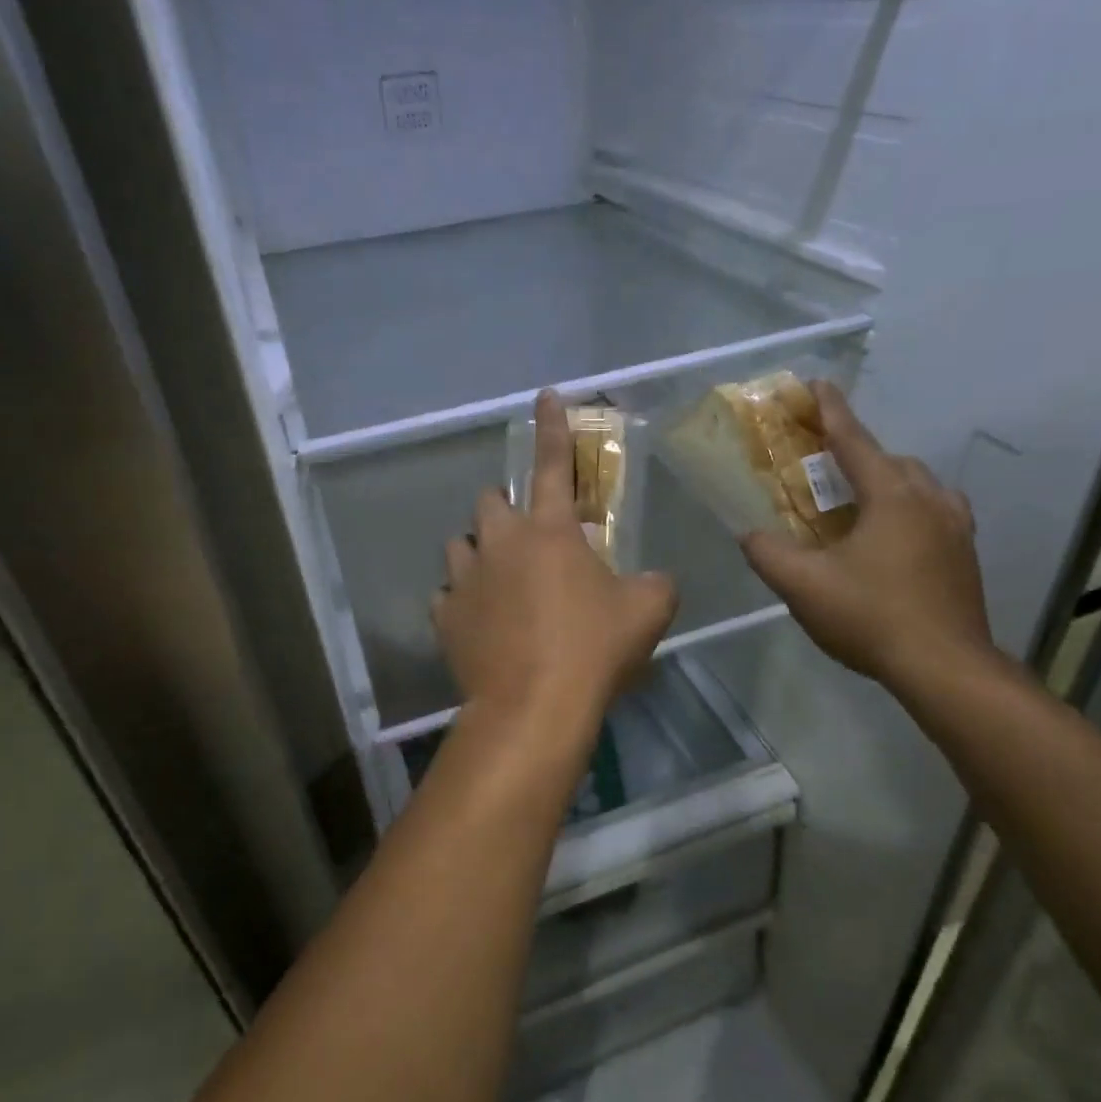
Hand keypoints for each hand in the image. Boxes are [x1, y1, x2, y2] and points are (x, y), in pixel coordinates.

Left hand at [433, 391, 677, 727]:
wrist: (534, 706)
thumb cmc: (593, 649)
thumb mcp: (648, 611)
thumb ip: (655, 584)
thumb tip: (654, 581)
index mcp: (549, 531)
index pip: (552, 463)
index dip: (552, 427)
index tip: (544, 395)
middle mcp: (500, 543)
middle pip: (489, 501)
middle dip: (505, 511)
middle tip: (527, 540)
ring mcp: (465, 579)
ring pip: (460, 546)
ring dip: (479, 554)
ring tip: (498, 582)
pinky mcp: (445, 616)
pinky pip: (447, 596)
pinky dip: (462, 602)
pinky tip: (480, 623)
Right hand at [742, 383, 993, 686]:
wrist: (946, 668)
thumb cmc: (872, 617)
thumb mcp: (804, 586)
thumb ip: (768, 553)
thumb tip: (749, 534)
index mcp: (891, 496)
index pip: (854, 441)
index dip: (831, 411)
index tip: (816, 384)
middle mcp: (929, 499)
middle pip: (889, 459)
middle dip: (856, 452)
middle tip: (824, 464)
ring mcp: (955, 527)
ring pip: (918, 484)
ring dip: (886, 480)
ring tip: (858, 500)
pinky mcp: (966, 554)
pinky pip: (935, 510)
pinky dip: (909, 507)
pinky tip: (894, 535)